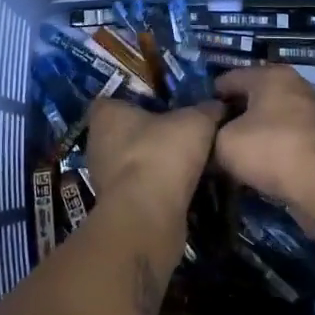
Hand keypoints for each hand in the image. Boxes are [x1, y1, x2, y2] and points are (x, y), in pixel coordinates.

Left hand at [85, 98, 223, 210]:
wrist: (148, 213)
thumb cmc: (162, 152)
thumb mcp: (196, 122)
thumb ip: (206, 110)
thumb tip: (218, 105)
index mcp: (106, 114)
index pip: (113, 101)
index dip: (136, 102)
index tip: (161, 106)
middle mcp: (96, 142)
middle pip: (122, 132)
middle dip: (147, 135)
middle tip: (179, 135)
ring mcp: (101, 177)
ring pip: (129, 162)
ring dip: (152, 164)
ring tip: (184, 164)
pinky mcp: (114, 205)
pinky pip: (136, 188)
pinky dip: (153, 188)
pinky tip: (178, 190)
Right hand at [212, 66, 314, 207]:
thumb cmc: (269, 149)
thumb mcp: (224, 143)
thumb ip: (213, 136)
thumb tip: (214, 141)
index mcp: (270, 76)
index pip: (231, 78)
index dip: (212, 96)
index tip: (199, 116)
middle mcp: (295, 86)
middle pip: (255, 97)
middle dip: (235, 114)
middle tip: (214, 135)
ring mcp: (314, 112)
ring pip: (273, 118)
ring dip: (256, 133)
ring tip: (236, 152)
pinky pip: (289, 138)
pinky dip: (275, 147)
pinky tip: (261, 165)